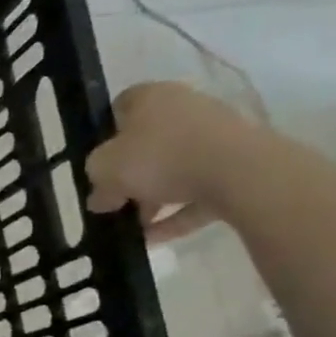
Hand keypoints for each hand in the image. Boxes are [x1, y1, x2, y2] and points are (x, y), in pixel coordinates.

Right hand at [85, 81, 259, 242]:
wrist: (240, 172)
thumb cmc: (159, 157)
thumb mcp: (104, 169)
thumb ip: (95, 180)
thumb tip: (100, 198)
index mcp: (152, 97)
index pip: (119, 108)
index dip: (103, 135)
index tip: (95, 162)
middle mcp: (186, 109)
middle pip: (148, 143)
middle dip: (129, 175)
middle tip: (113, 201)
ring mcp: (216, 137)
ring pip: (175, 169)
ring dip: (152, 198)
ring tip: (133, 228)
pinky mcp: (238, 166)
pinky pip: (199, 191)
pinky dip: (178, 214)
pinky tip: (156, 238)